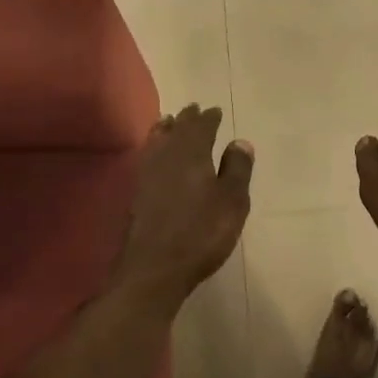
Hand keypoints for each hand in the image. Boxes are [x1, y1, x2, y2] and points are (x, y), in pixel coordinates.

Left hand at [114, 104, 253, 300]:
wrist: (155, 267)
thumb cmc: (201, 232)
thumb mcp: (232, 202)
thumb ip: (237, 169)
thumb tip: (240, 142)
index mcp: (193, 154)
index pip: (202, 127)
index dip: (209, 118)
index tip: (214, 111)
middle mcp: (167, 157)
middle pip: (177, 130)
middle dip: (187, 119)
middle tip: (193, 109)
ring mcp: (147, 175)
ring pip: (157, 142)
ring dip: (166, 130)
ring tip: (169, 122)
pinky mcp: (137, 194)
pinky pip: (147, 157)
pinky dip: (154, 148)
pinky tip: (155, 155)